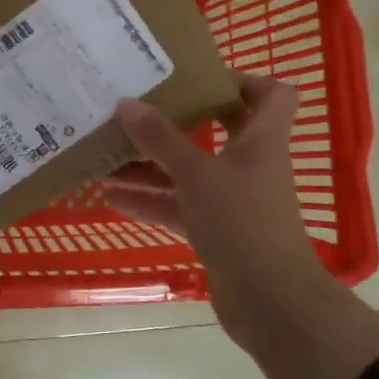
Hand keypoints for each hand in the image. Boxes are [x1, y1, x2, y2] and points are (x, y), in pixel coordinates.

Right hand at [106, 75, 330, 353]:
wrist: (269, 300)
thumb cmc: (241, 221)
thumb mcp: (196, 173)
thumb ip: (160, 139)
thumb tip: (127, 103)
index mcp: (261, 139)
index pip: (271, 95)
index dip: (243, 80)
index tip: (198, 79)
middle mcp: (250, 163)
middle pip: (219, 130)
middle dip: (176, 121)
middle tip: (139, 109)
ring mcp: (232, 199)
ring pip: (189, 172)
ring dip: (151, 165)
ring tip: (106, 155)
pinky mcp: (216, 230)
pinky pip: (179, 206)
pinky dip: (150, 200)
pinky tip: (111, 198)